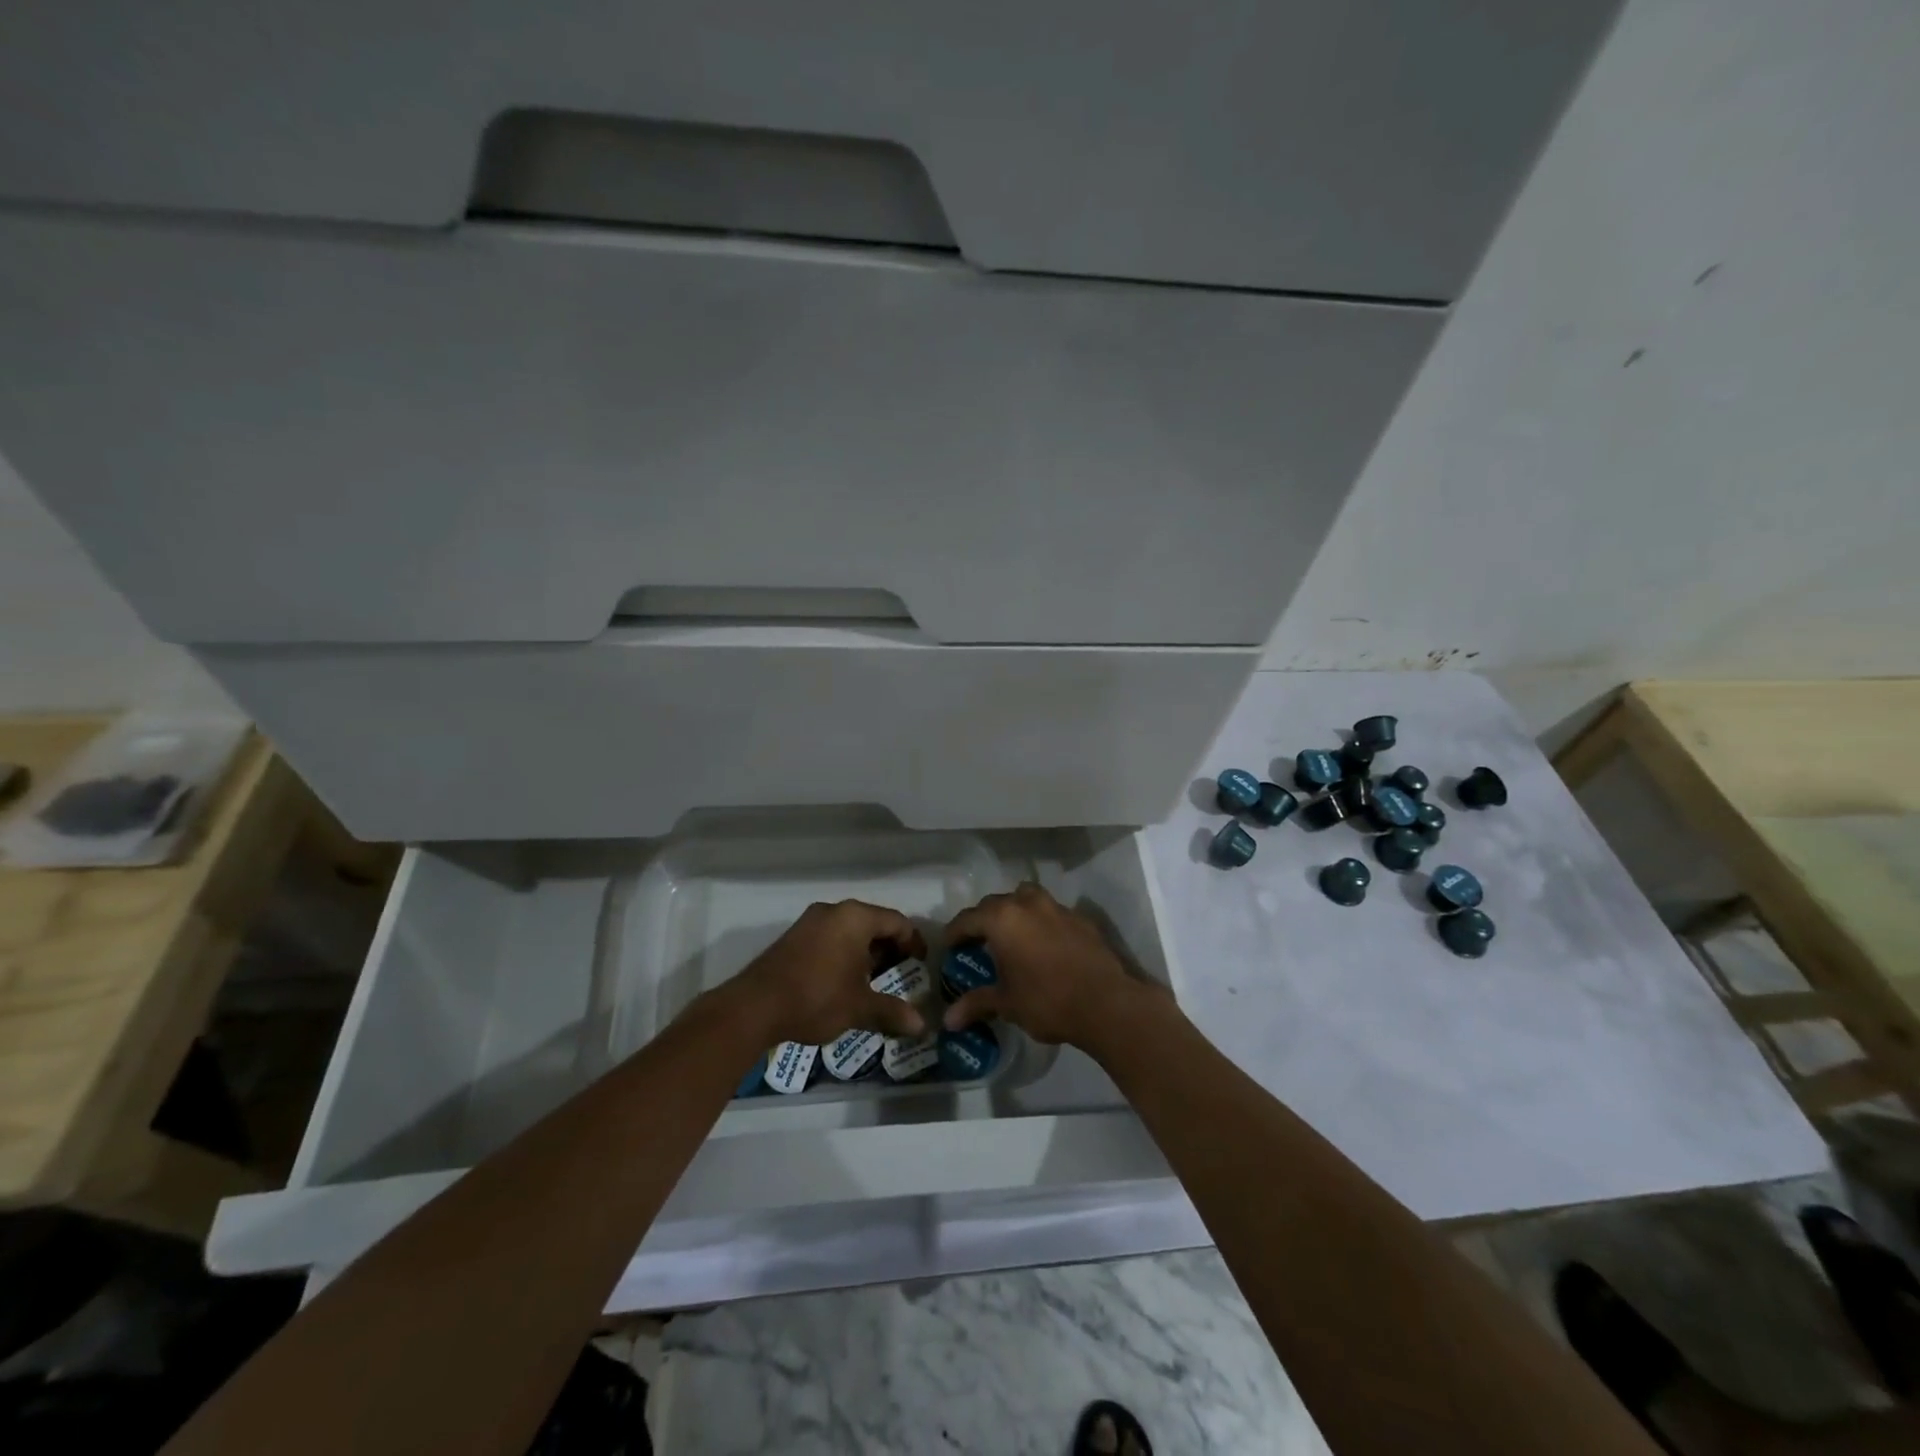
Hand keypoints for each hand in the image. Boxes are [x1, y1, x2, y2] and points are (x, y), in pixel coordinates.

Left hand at [727, 900, 928, 1045]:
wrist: (754, 1007)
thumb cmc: (816, 998)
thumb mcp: (859, 1007)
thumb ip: (892, 1011)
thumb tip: (921, 1026)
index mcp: (855, 917)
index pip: (897, 921)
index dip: (913, 942)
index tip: (920, 965)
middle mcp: (833, 911)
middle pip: (873, 922)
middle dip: (889, 948)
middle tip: (899, 974)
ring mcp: (810, 922)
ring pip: (849, 930)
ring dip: (865, 952)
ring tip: (873, 981)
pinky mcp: (793, 937)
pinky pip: (830, 937)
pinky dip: (844, 953)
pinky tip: (844, 981)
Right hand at [940, 882, 1160, 1047]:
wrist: (1106, 1003)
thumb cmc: (1047, 1001)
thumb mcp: (1007, 1004)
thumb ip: (976, 1004)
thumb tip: (948, 1020)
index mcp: (1002, 919)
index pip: (968, 919)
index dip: (954, 933)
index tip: (948, 947)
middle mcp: (1027, 903)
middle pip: (995, 903)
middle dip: (983, 920)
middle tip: (977, 943)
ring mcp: (1056, 907)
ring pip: (1025, 898)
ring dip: (1014, 912)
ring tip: (1011, 936)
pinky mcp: (1080, 918)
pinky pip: (1051, 912)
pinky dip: (1041, 922)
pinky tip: (1044, 946)